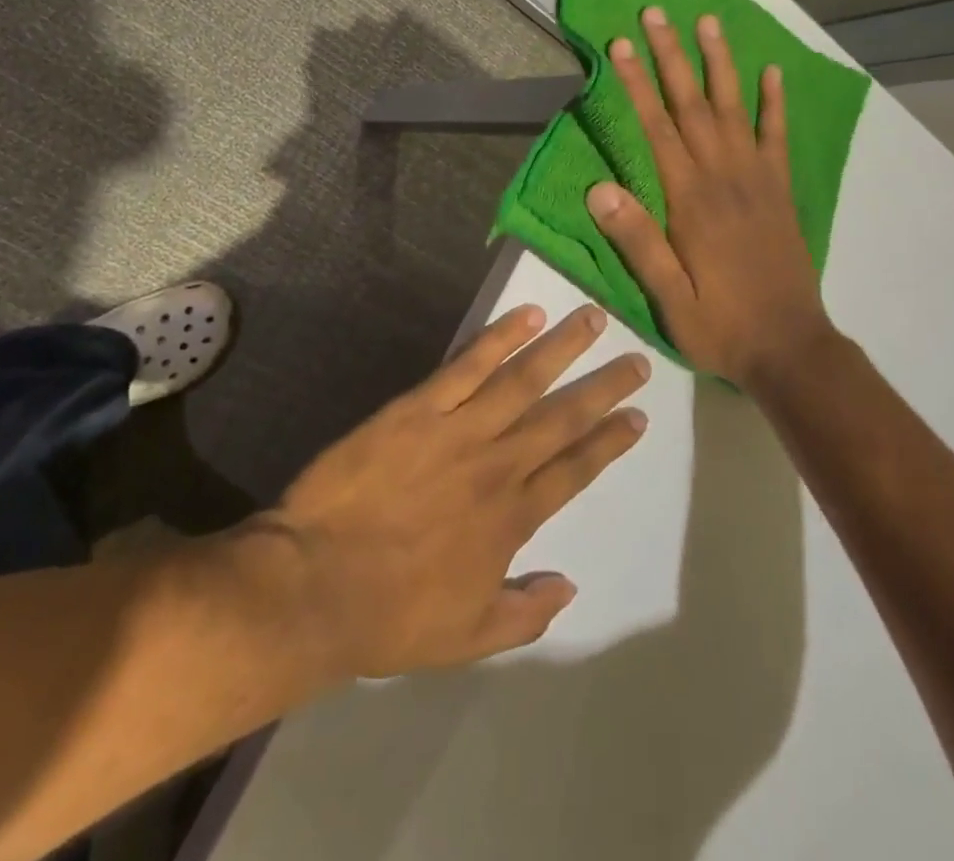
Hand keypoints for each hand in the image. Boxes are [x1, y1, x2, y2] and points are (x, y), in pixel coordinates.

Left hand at [249, 304, 647, 679]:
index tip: (637, 417)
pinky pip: (467, 366)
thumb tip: (570, 586)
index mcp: (512, 518)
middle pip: (562, 418)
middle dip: (604, 388)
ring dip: (562, 348)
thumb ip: (525, 614)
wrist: (315, 584)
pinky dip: (499, 338)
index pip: (574, 471)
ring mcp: (459, 431)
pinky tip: (526, 316)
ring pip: (523, 380)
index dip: (609, 442)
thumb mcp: (468, 638)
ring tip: (593, 318)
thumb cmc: (390, 615)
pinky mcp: (419, 408)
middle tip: (638, 360)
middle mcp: (498, 466)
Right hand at [585, 7, 836, 388]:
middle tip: (656, 13)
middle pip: (692, 105)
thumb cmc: (721, 325)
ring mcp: (757, 180)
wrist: (791, 349)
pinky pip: (777, 138)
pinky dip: (774, 103)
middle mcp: (724, 177)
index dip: (636, 84)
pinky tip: (770, 73)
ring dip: (719, 63)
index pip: (657, 128)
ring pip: (734, 109)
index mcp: (691, 200)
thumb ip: (638, 241)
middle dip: (671, 56)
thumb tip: (599, 189)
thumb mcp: (668, 297)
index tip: (619, 45)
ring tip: (708, 22)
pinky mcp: (781, 192)